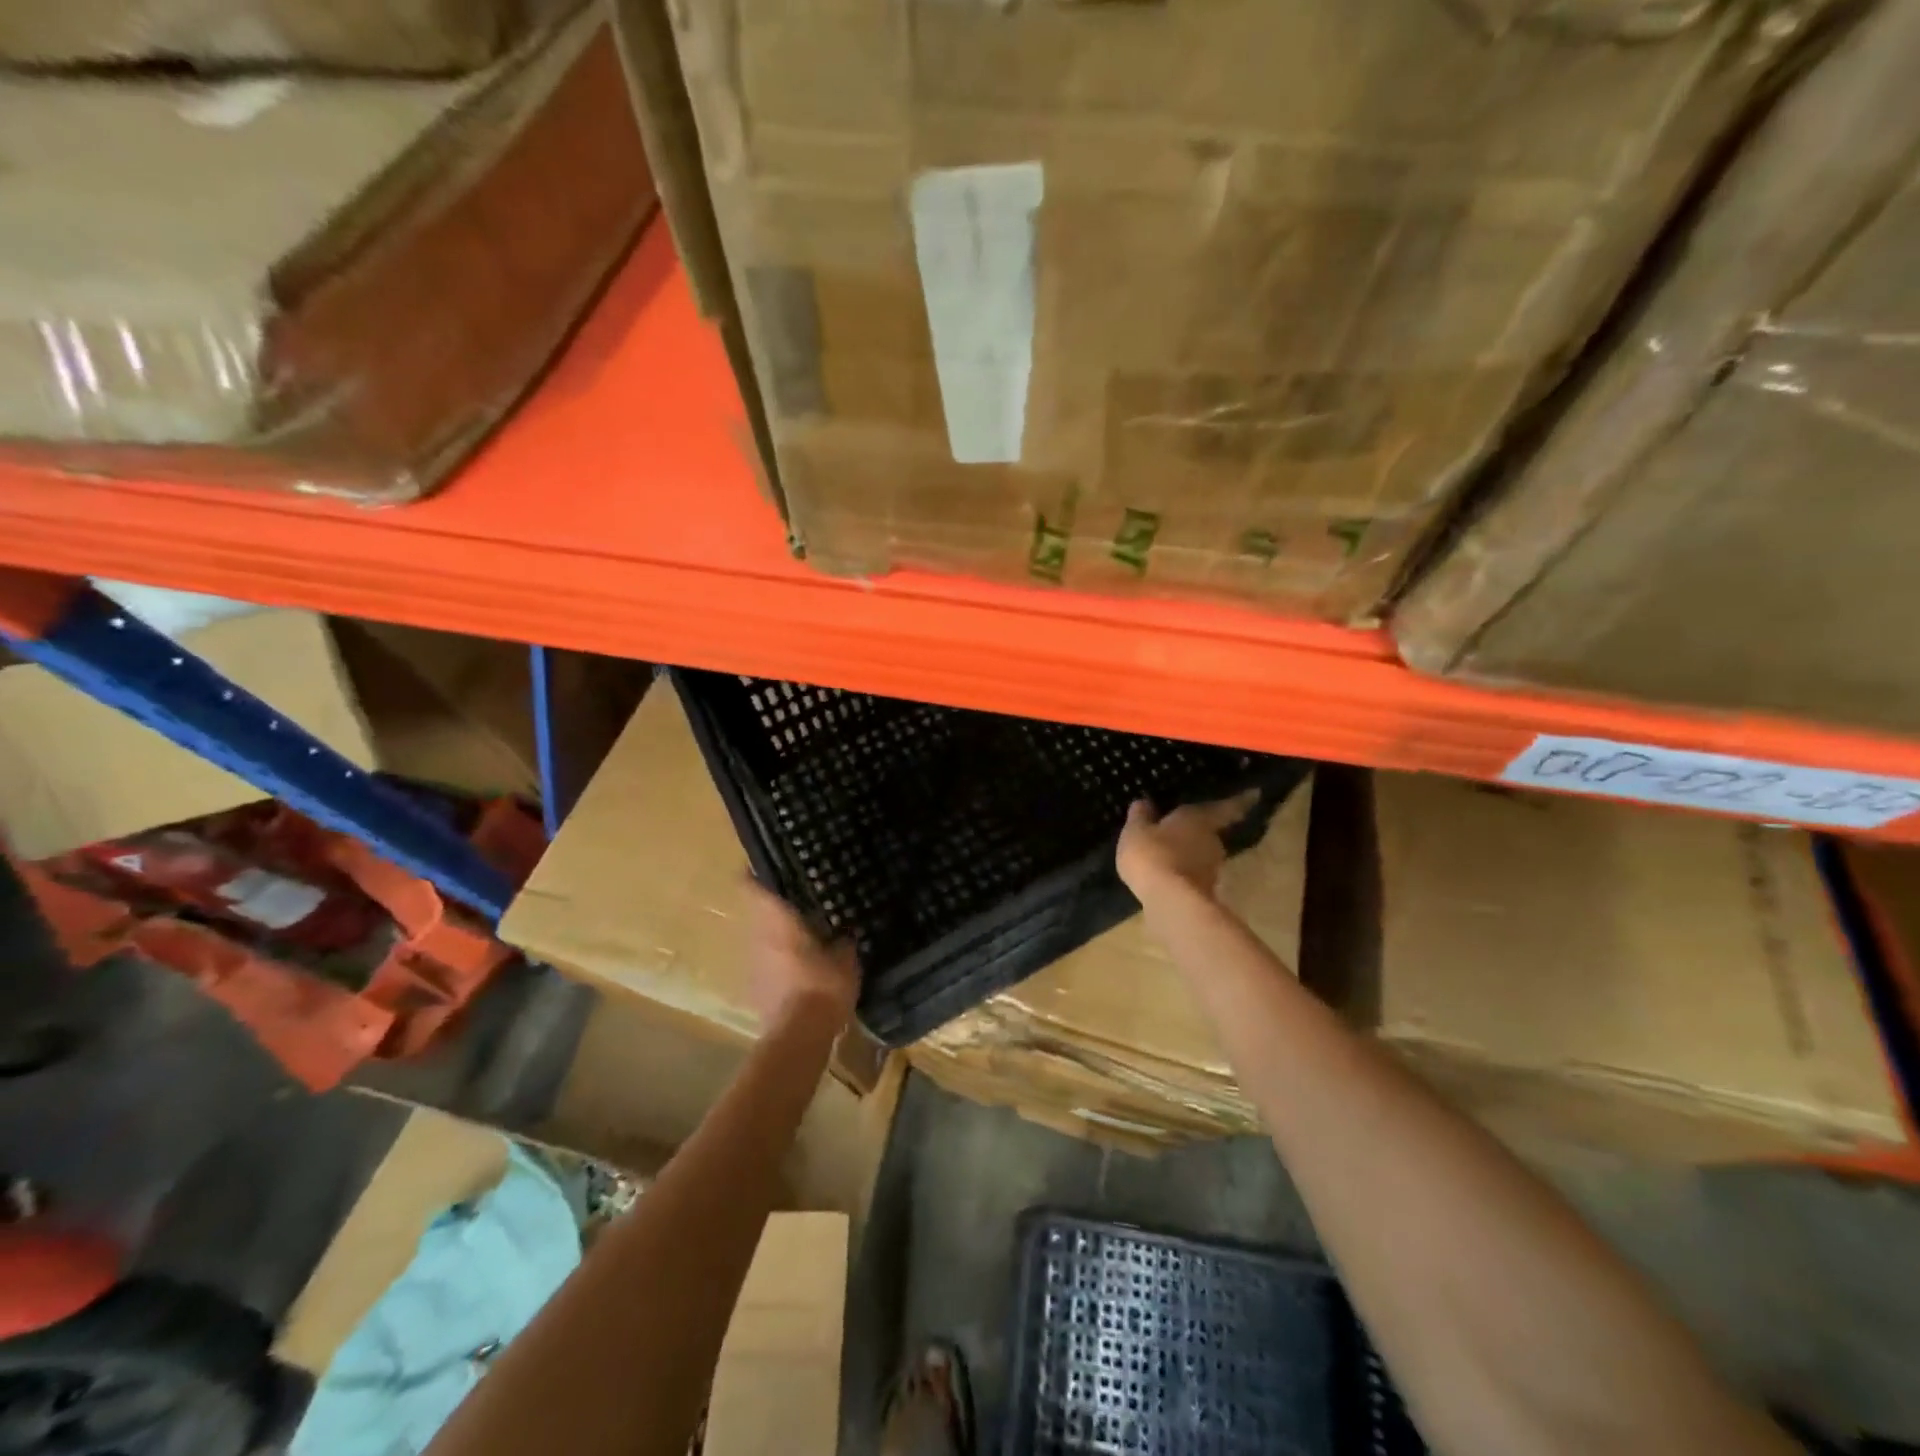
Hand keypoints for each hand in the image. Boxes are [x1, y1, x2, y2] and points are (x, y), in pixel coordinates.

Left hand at [743, 881, 859, 1034]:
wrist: (798, 1038)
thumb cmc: (822, 987)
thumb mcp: (846, 960)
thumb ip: (844, 941)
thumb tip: (846, 932)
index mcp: (777, 921)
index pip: (752, 886)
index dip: (756, 872)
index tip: (769, 864)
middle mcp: (758, 937)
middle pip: (759, 912)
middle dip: (776, 905)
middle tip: (801, 898)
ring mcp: (753, 964)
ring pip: (762, 938)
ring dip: (778, 935)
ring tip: (804, 933)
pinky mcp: (756, 988)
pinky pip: (767, 964)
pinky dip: (781, 961)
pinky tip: (801, 968)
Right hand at [1116, 791, 1259, 900]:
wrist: (1169, 901)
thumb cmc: (1153, 854)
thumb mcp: (1136, 831)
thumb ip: (1140, 817)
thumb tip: (1143, 802)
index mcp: (1199, 819)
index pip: (1225, 807)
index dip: (1240, 801)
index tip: (1256, 794)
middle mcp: (1213, 842)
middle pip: (1211, 833)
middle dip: (1199, 832)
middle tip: (1183, 829)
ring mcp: (1212, 870)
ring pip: (1202, 856)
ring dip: (1190, 855)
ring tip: (1170, 854)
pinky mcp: (1205, 893)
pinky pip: (1192, 876)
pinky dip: (1183, 874)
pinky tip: (1166, 876)